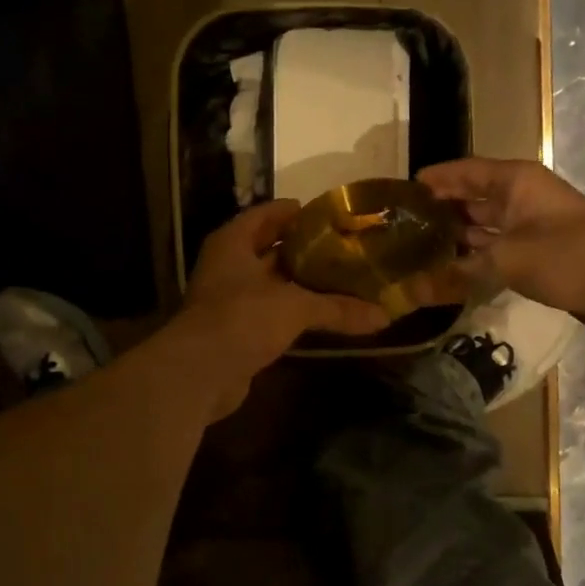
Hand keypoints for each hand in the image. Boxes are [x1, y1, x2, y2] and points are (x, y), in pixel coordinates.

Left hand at [171, 201, 389, 415]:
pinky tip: (320, 315)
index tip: (326, 215)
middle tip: (342, 248)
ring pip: (270, 284)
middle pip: (268, 249)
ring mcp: (228, 300)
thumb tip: (384, 316)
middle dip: (302, 250)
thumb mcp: (295, 307)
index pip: (264, 215)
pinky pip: (269, 313)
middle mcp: (227, 266)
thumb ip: (338, 308)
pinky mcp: (235, 331)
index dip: (293, 212)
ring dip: (298, 284)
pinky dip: (292, 313)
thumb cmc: (243, 318)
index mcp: (233, 243)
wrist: (200, 373)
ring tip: (339, 279)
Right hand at [416, 158, 584, 337]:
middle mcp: (522, 197)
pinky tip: (448, 272)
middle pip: (471, 198)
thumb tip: (411, 290)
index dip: (434, 179)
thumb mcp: (509, 261)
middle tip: (400, 227)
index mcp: (516, 181)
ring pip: (483, 227)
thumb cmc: (570, 257)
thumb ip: (458, 273)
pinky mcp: (538, 253)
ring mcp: (532, 226)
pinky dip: (475, 259)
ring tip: (415, 250)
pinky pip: (497, 250)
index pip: (464, 171)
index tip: (401, 192)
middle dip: (439, 210)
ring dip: (455, 238)